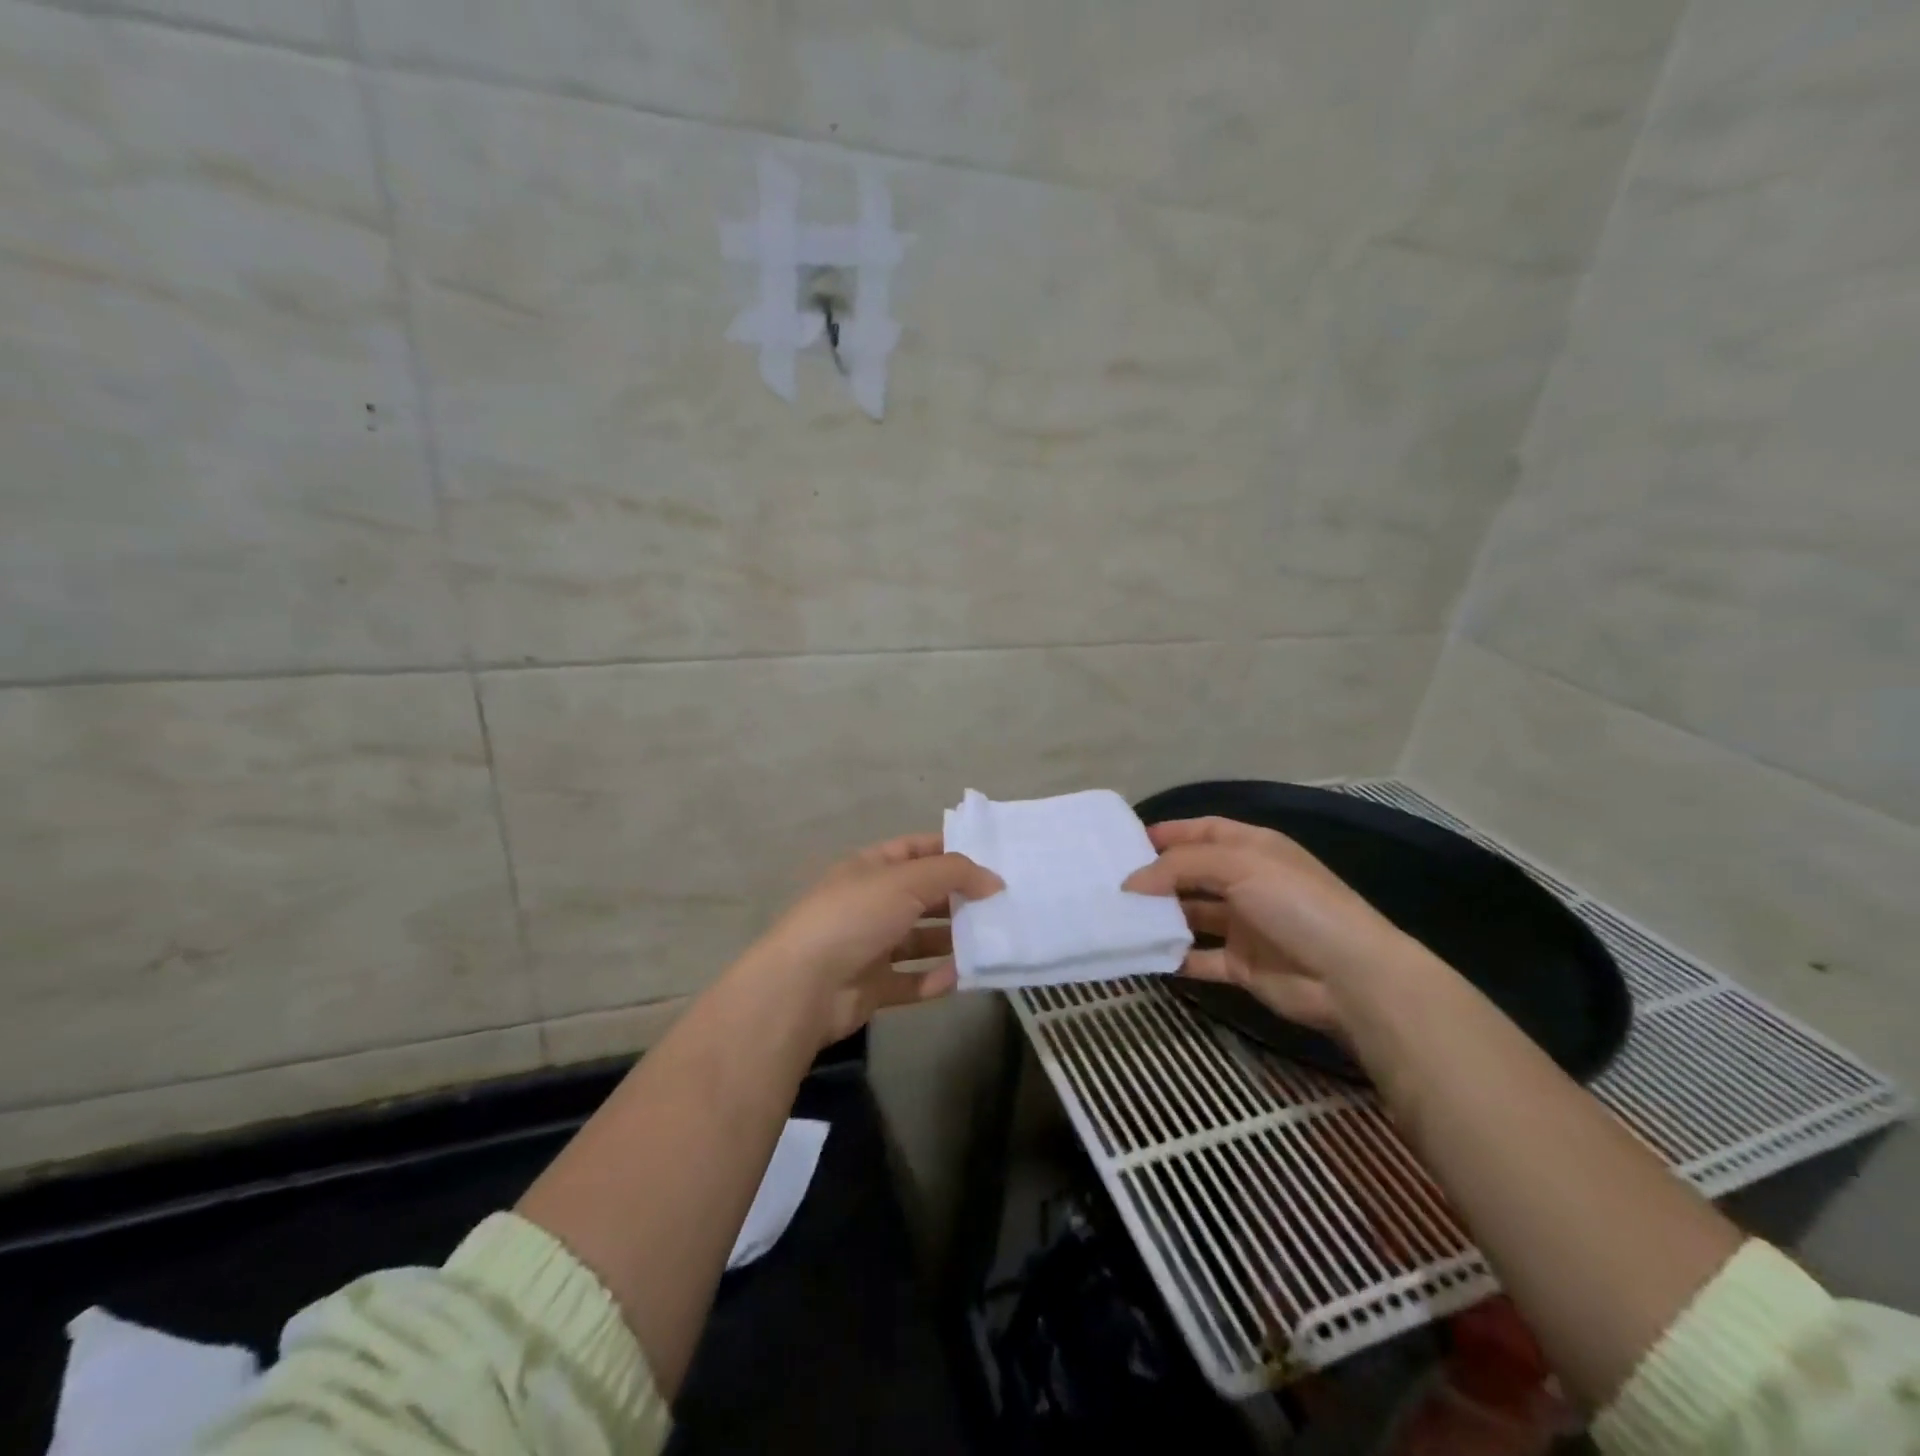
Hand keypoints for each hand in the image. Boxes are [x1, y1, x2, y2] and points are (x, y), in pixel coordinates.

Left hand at [736, 833, 1002, 1047]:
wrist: (804, 986)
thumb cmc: (855, 917)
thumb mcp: (907, 880)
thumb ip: (955, 873)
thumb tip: (994, 880)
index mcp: (870, 868)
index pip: (915, 850)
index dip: (950, 851)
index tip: (992, 860)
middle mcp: (870, 903)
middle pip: (923, 896)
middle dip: (959, 898)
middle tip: (1003, 904)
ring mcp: (870, 946)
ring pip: (920, 940)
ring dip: (952, 941)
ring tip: (992, 941)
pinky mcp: (872, 986)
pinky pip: (912, 981)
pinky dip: (936, 980)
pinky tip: (962, 978)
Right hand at [1123, 817, 1409, 1034]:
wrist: (1349, 976)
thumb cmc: (1295, 903)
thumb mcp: (1238, 866)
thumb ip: (1180, 867)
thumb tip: (1131, 882)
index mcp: (1254, 849)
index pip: (1204, 830)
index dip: (1169, 833)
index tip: (1127, 842)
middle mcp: (1248, 882)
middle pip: (1193, 873)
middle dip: (1157, 876)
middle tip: (1113, 881)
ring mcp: (1245, 925)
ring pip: (1192, 915)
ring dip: (1161, 916)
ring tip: (1119, 916)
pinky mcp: (1242, 965)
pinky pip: (1199, 958)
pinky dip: (1173, 957)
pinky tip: (1143, 955)